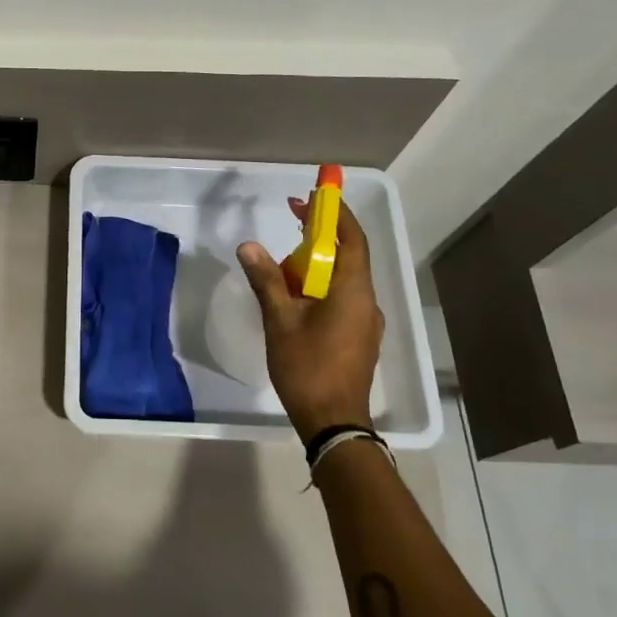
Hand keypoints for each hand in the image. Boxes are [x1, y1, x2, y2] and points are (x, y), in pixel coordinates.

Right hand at [237, 200, 384, 438]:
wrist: (334, 422)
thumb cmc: (308, 368)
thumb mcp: (280, 321)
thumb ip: (266, 281)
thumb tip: (249, 246)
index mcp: (353, 290)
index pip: (352, 238)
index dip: (335, 213)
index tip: (313, 194)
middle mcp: (367, 301)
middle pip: (348, 256)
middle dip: (321, 234)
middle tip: (293, 219)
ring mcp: (366, 321)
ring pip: (343, 279)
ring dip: (318, 262)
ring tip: (285, 260)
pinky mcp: (359, 338)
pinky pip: (342, 298)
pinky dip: (321, 285)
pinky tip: (296, 296)